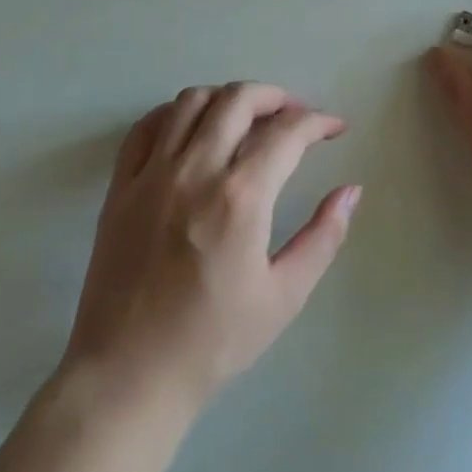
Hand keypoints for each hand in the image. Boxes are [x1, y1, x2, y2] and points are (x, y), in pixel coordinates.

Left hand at [62, 83, 360, 412]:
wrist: (128, 374)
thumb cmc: (213, 341)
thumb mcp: (284, 296)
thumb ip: (323, 237)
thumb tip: (351, 191)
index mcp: (240, 198)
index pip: (287, 132)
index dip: (318, 122)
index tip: (334, 128)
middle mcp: (194, 171)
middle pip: (238, 99)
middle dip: (276, 97)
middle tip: (295, 115)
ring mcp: (151, 174)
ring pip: (191, 101)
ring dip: (227, 97)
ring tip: (247, 118)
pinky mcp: (120, 186)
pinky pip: (148, 126)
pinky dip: (176, 113)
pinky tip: (193, 128)